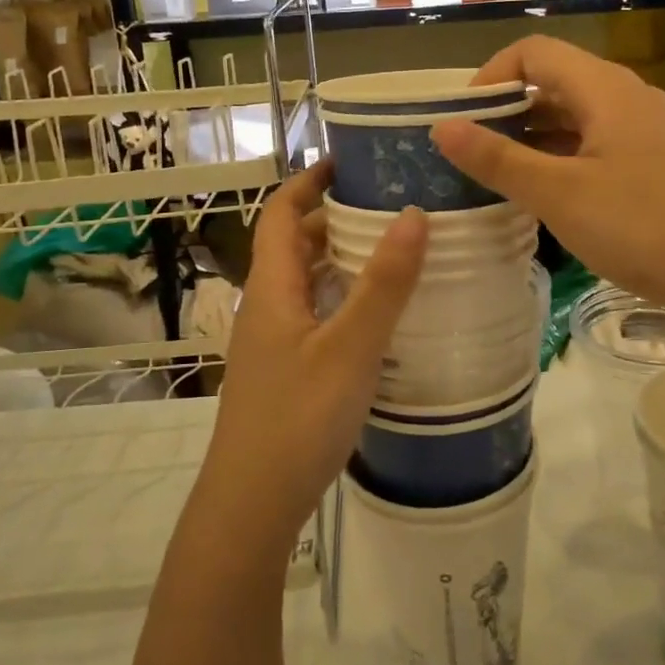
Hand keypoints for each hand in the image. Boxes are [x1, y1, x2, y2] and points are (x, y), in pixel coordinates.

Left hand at [198, 162, 426, 554]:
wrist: (250, 504)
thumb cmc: (297, 418)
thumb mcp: (350, 348)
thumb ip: (383, 284)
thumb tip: (414, 214)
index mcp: (272, 287)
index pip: (281, 212)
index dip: (310, 180)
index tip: (350, 160)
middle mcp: (267, 305)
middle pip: (295, 244)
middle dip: (335, 217)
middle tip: (390, 205)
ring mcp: (273, 341)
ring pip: (306, 282)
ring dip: (341, 259)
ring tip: (393, 250)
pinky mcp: (285, 370)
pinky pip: (314, 314)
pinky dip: (342, 298)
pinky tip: (378, 315)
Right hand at [430, 37, 664, 315]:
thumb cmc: (641, 226)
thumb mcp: (558, 194)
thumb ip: (497, 159)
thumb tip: (442, 127)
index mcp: (604, 89)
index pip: (533, 53)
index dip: (490, 76)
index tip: (463, 119)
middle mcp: (627, 97)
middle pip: (555, 81)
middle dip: (507, 110)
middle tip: (472, 151)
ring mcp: (648, 130)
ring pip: (577, 116)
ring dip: (535, 137)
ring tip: (501, 176)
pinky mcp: (659, 162)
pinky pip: (599, 143)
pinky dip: (565, 158)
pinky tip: (550, 196)